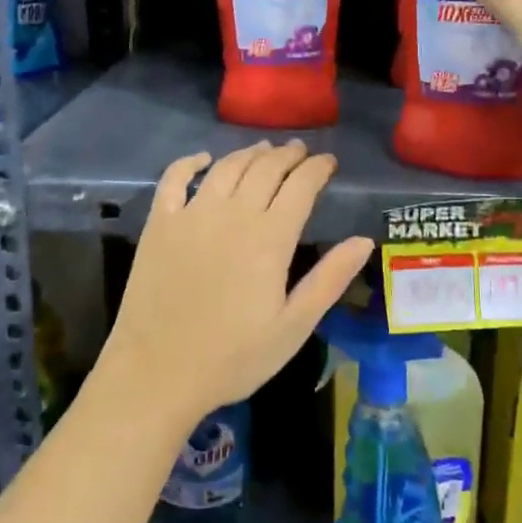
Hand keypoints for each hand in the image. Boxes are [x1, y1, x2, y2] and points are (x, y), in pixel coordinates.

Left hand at [100, 141, 372, 429]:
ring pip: (227, 168)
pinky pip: (174, 179)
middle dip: (288, 155)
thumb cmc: (233, 357)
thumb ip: (329, 280)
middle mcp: (232, 214)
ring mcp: (191, 215)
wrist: (157, 373)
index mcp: (270, 238)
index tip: (329, 161)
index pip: (301, 186)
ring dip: (250, 153)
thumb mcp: (293, 327)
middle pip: (266, 169)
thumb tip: (364, 241)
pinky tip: (204, 159)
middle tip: (301, 151)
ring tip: (265, 149)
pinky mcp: (159, 224)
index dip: (318, 169)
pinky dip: (191, 162)